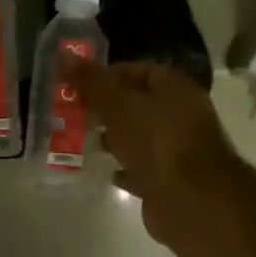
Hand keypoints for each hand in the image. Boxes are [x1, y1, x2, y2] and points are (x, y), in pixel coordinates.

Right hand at [72, 59, 246, 248]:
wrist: (191, 201)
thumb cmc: (157, 142)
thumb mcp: (119, 105)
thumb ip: (92, 82)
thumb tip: (63, 54)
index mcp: (176, 90)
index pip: (142, 71)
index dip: (111, 74)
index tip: (81, 83)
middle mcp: (182, 117)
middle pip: (141, 105)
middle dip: (110, 108)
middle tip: (76, 111)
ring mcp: (179, 152)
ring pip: (142, 138)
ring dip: (117, 138)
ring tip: (85, 139)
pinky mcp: (171, 182)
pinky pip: (144, 170)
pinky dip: (126, 168)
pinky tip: (106, 171)